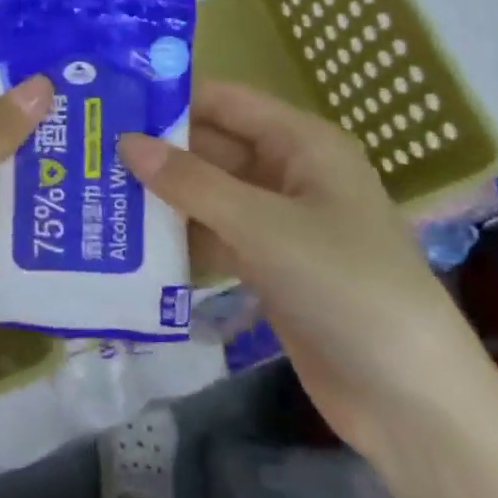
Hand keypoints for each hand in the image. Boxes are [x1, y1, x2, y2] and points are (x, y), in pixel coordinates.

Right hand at [120, 81, 485, 457]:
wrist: (409, 399)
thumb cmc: (345, 286)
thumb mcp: (263, 226)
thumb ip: (191, 183)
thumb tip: (126, 142)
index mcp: (302, 143)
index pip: (225, 102)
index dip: (171, 98)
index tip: (110, 103)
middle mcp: (290, 173)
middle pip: (212, 148)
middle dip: (157, 152)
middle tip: (88, 152)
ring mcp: (279, 223)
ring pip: (208, 196)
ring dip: (161, 198)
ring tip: (93, 194)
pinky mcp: (269, 267)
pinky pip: (214, 237)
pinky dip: (179, 239)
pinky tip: (128, 244)